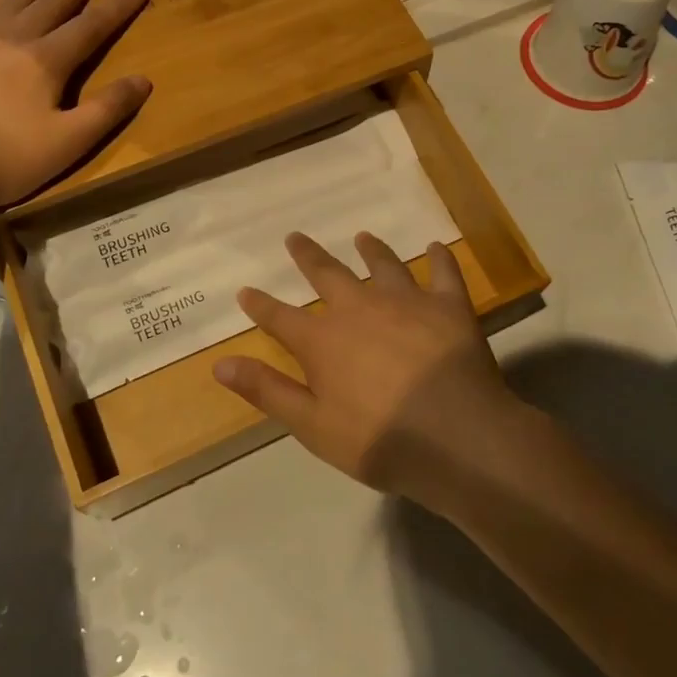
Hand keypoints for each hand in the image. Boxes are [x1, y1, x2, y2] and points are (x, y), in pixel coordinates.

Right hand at [213, 232, 521, 507]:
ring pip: (383, 265)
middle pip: (328, 274)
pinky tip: (437, 247)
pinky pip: (443, 272)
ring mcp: (406, 301)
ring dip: (371, 250)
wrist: (456, 436)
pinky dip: (440, 258)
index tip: (245, 291)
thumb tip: (220, 363)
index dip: (260, 306)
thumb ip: (267, 390)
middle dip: (308, 256)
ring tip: (362, 237)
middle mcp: (360, 308)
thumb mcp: (312, 425)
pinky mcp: (448, 305)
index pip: (280, 318)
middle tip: (295, 237)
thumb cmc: (379, 440)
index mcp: (323, 340)